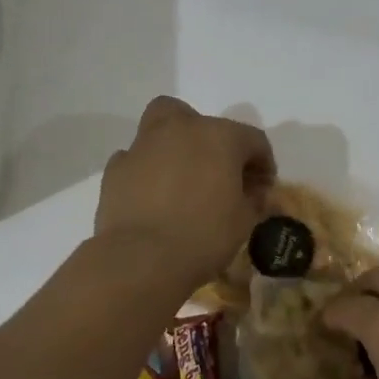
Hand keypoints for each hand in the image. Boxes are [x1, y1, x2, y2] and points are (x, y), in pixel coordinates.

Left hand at [95, 98, 275, 285]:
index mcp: (219, 136)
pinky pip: (135, 159)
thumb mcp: (244, 221)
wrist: (142, 258)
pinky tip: (151, 196)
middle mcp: (180, 129)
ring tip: (179, 180)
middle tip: (215, 171)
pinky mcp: (116, 168)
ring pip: (160, 128)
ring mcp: (143, 145)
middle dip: (210, 139)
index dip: (262, 164)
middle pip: (199, 120)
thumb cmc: (204, 236)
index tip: (262, 190)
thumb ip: (253, 199)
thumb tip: (253, 193)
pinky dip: (145, 170)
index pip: (252, 140)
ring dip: (173, 147)